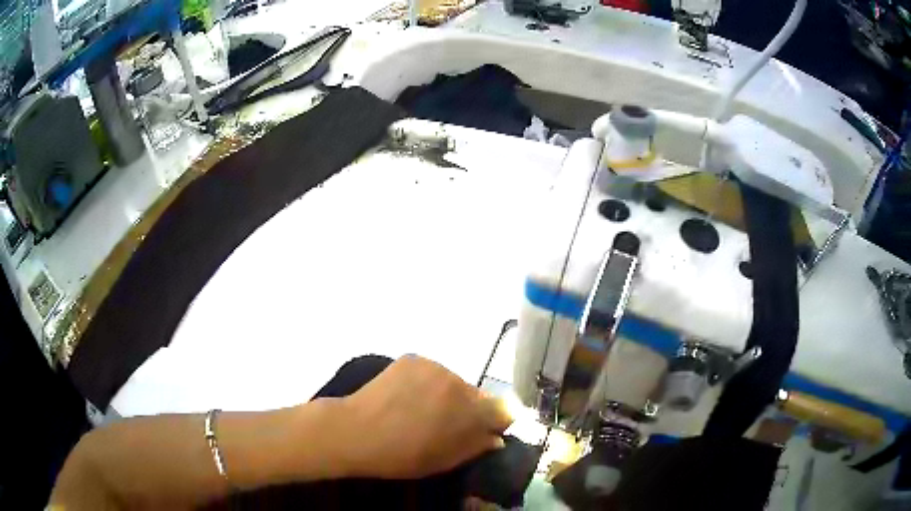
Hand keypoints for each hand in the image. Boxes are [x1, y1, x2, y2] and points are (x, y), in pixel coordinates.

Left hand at [337, 355, 512, 478]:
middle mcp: (460, 383)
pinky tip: (406, 396)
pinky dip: (425, 383)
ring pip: (452, 382)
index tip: (483, 430)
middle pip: (477, 394)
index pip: (503, 410)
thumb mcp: (446, 460)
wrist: (357, 432)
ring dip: (446, 394)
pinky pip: (431, 372)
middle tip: (445, 424)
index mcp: (472, 411)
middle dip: (467, 408)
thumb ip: (477, 446)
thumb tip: (496, 437)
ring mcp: (435, 367)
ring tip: (421, 409)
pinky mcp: (414, 359)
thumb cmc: (403, 455)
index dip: (495, 421)